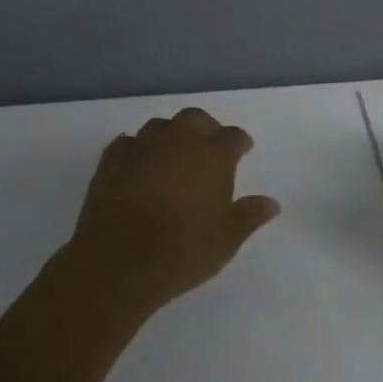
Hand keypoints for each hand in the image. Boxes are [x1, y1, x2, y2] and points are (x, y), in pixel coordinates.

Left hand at [66, 106, 282, 313]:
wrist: (117, 262)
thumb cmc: (181, 251)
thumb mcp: (225, 241)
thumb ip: (249, 216)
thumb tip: (271, 203)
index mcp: (212, 155)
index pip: (233, 137)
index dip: (240, 143)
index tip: (243, 151)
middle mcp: (179, 141)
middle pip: (195, 119)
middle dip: (205, 129)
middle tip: (207, 148)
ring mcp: (142, 147)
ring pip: (160, 126)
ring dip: (169, 136)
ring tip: (171, 156)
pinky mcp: (111, 160)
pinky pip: (127, 144)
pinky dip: (136, 150)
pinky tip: (137, 165)